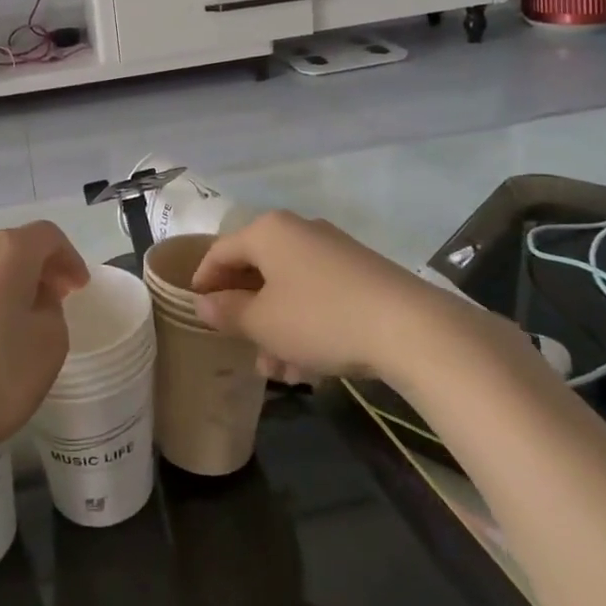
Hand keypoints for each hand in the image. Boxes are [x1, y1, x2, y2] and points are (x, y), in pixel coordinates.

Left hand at [0, 221, 87, 472]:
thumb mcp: (50, 344)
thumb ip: (51, 309)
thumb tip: (33, 298)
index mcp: (9, 249)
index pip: (48, 237)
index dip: (68, 258)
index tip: (79, 288)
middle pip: (12, 245)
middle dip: (35, 267)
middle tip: (52, 298)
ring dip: (0, 278)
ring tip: (10, 312)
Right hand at [190, 211, 429, 380]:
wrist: (410, 327)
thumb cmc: (319, 318)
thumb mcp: (263, 323)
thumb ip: (227, 311)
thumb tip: (204, 303)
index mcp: (268, 231)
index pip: (220, 251)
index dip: (203, 281)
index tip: (195, 312)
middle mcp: (298, 231)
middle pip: (257, 271)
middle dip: (247, 316)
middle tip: (243, 351)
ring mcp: (332, 251)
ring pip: (288, 289)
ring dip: (277, 330)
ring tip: (281, 374)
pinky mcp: (359, 273)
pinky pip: (317, 295)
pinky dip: (306, 326)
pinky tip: (311, 367)